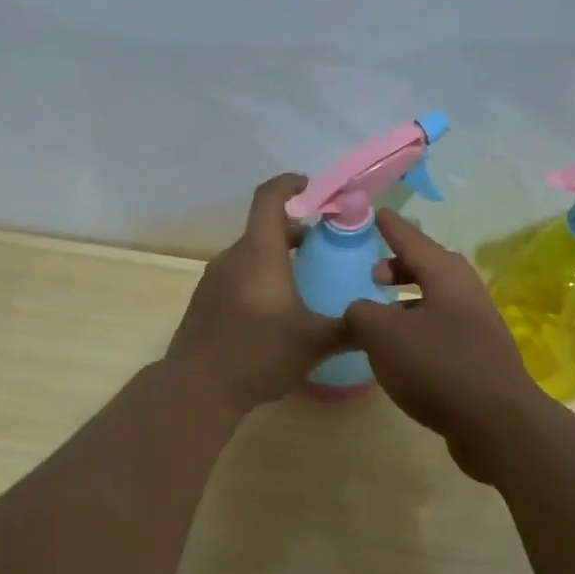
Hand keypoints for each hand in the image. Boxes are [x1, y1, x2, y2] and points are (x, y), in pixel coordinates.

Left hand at [166, 174, 346, 413]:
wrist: (197, 388)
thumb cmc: (259, 354)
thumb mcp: (316, 343)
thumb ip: (350, 328)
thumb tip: (377, 322)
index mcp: (260, 253)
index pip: (270, 198)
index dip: (291, 184)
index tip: (312, 189)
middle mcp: (233, 257)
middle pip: (264, 229)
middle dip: (295, 231)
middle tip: (323, 248)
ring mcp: (214, 279)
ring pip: (250, 255)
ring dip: (276, 258)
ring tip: (302, 282)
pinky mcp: (205, 301)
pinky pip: (237, 276)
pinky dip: (258, 279)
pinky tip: (274, 312)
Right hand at [345, 210, 546, 479]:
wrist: (495, 422)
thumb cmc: (437, 365)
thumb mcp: (382, 334)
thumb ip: (361, 313)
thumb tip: (361, 311)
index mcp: (445, 275)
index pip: (412, 239)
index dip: (391, 227)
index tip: (377, 213)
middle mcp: (466, 293)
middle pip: (430, 268)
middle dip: (401, 267)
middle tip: (375, 274)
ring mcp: (477, 325)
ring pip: (436, 300)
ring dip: (408, 301)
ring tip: (382, 315)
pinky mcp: (479, 356)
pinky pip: (442, 328)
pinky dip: (418, 328)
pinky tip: (402, 351)